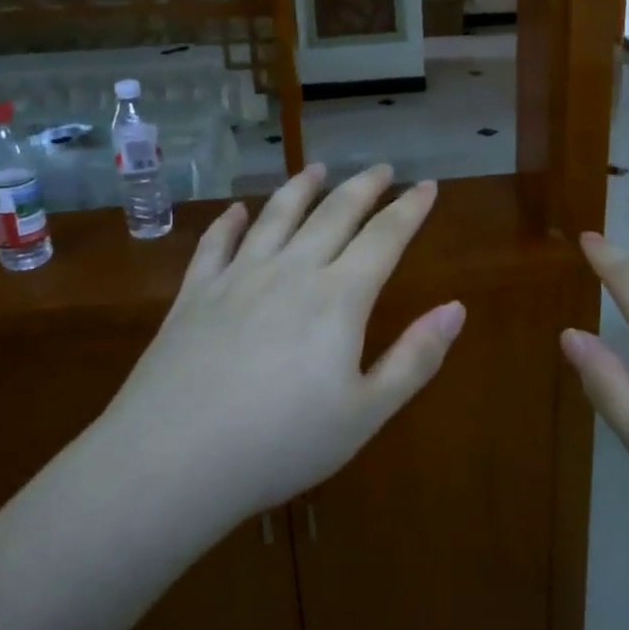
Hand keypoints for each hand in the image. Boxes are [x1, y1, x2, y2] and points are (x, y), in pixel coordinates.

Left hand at [97, 163, 464, 528]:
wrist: (172, 461)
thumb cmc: (281, 444)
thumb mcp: (365, 413)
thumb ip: (415, 358)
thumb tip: (456, 308)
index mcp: (338, 298)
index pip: (384, 237)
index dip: (409, 209)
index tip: (427, 186)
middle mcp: (291, 271)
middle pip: (334, 214)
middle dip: (362, 187)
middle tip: (381, 168)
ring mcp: (238, 278)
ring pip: (276, 216)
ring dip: (300, 188)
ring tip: (316, 169)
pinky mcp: (194, 294)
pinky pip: (216, 244)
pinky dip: (230, 221)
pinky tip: (237, 209)